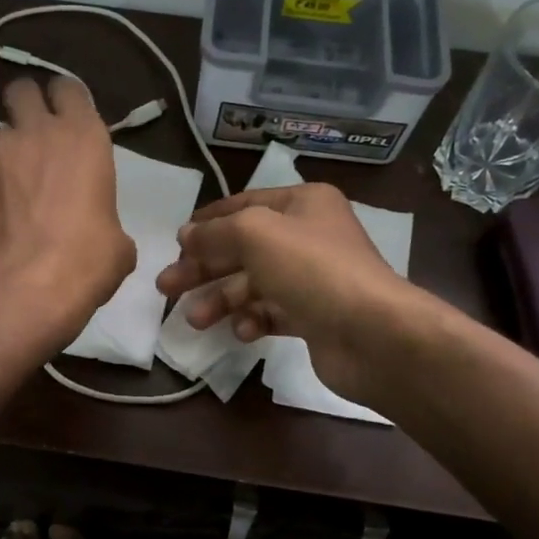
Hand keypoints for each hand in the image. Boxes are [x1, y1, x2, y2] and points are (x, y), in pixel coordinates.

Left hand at [0, 76, 135, 352]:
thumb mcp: (117, 241)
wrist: (27, 286)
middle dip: (26, 108)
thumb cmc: (88, 261)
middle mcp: (36, 132)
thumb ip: (103, 216)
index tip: (68, 121)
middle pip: (21, 91)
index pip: (68, 88)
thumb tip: (97, 232)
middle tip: (35, 140)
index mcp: (83, 137)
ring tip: (12, 195)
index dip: (66, 101)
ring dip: (6, 156)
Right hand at [156, 182, 442, 402]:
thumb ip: (215, 232)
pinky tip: (242, 331)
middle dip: (203, 267)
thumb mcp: (255, 234)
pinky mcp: (315, 317)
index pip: (244, 205)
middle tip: (165, 286)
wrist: (373, 334)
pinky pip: (272, 313)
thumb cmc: (312, 269)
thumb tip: (186, 236)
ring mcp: (313, 278)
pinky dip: (253, 320)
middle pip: (243, 248)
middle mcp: (309, 236)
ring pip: (254, 284)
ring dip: (221, 299)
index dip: (208, 222)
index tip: (175, 242)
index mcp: (302, 204)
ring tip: (195, 319)